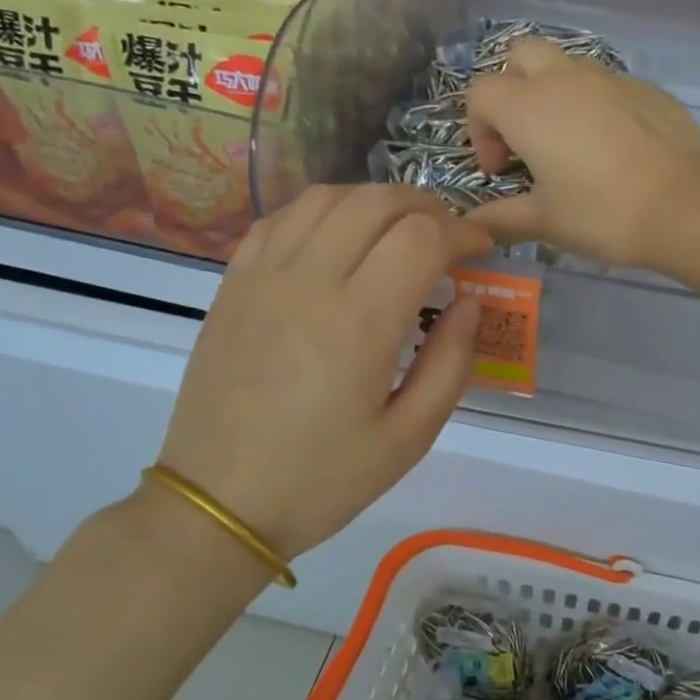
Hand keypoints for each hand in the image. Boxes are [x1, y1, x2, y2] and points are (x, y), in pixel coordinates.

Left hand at [155, 185, 491, 558]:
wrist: (218, 501)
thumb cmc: (322, 479)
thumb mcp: (409, 437)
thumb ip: (450, 362)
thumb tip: (470, 302)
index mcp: (359, 322)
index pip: (421, 237)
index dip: (463, 231)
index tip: (481, 251)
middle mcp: (309, 281)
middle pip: (376, 202)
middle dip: (426, 207)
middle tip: (449, 238)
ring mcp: (263, 276)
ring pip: (327, 197)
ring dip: (375, 201)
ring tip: (399, 230)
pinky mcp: (234, 283)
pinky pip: (282, 218)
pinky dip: (323, 210)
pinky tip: (340, 236)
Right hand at [465, 37, 699, 268]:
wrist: (685, 207)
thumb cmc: (603, 214)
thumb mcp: (546, 222)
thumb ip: (501, 218)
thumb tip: (471, 225)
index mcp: (530, 106)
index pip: (481, 93)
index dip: (480, 130)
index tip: (500, 170)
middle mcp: (566, 78)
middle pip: (521, 56)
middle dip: (512, 89)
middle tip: (526, 138)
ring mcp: (611, 78)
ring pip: (567, 65)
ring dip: (555, 95)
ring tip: (570, 144)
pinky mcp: (648, 89)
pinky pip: (608, 85)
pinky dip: (597, 106)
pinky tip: (614, 149)